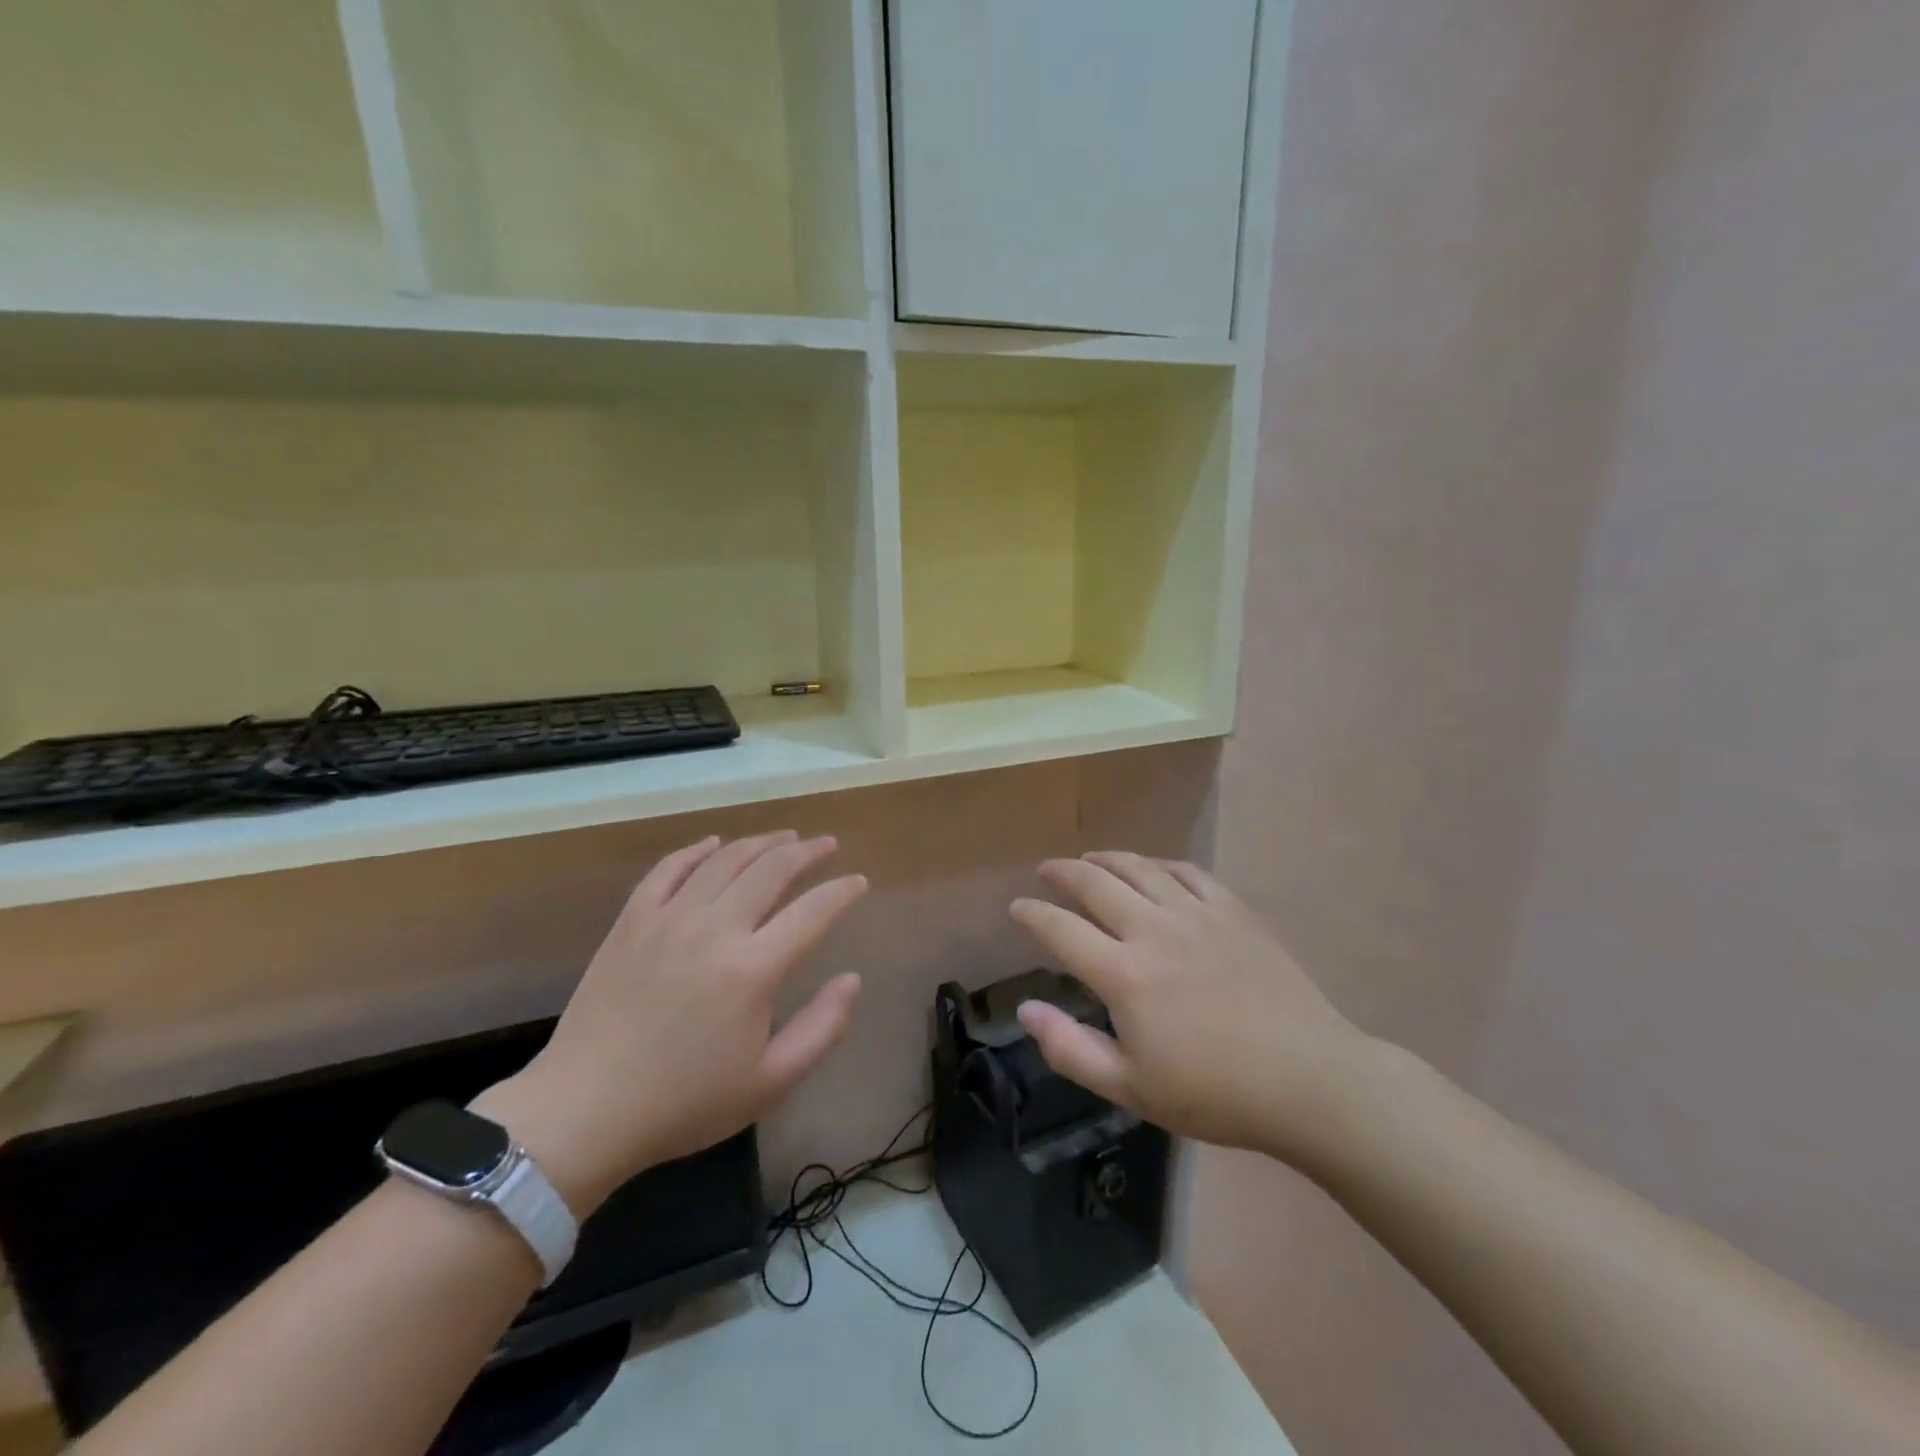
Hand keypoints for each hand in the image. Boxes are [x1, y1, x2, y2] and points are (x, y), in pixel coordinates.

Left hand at [474, 832, 866, 1216]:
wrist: (585, 1111)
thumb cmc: (684, 1103)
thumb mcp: (770, 1082)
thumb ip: (821, 1027)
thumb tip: (852, 979)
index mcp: (752, 970)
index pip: (813, 912)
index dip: (842, 891)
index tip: (859, 881)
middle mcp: (714, 930)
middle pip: (771, 870)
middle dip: (807, 852)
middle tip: (826, 845)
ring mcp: (668, 919)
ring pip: (724, 860)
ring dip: (761, 843)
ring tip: (785, 837)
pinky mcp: (632, 922)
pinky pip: (669, 869)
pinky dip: (697, 851)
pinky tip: (715, 844)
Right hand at [1009, 852, 1379, 1170]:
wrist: (1308, 1081)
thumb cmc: (1215, 1094)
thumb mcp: (1131, 1089)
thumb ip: (1070, 1049)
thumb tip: (1026, 1008)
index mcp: (1124, 974)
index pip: (1061, 929)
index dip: (1032, 914)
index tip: (1017, 907)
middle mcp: (1154, 930)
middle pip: (1095, 884)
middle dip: (1064, 872)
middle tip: (1047, 870)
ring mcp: (1196, 914)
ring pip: (1139, 868)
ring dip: (1107, 859)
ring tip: (1090, 859)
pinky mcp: (1233, 911)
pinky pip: (1187, 872)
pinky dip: (1160, 865)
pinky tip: (1153, 869)